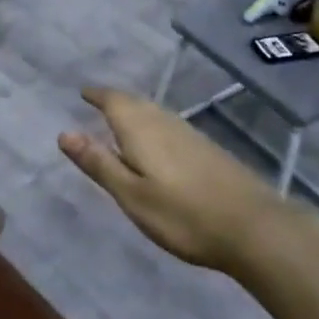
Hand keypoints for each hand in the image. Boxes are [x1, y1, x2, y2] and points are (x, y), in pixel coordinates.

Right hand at [59, 87, 298, 272]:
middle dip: (114, 101)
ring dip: (135, 112)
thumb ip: (99, 163)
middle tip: (97, 103)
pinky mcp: (207, 148)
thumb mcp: (132, 195)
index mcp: (140, 128)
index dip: (97, 95)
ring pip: (154, 113)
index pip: (113, 100)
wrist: (254, 226)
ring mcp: (190, 133)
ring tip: (121, 121)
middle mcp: (164, 121)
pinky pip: (169, 125)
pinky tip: (157, 144)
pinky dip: (153, 126)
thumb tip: (64, 132)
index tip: (83, 92)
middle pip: (134, 103)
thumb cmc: (183, 214)